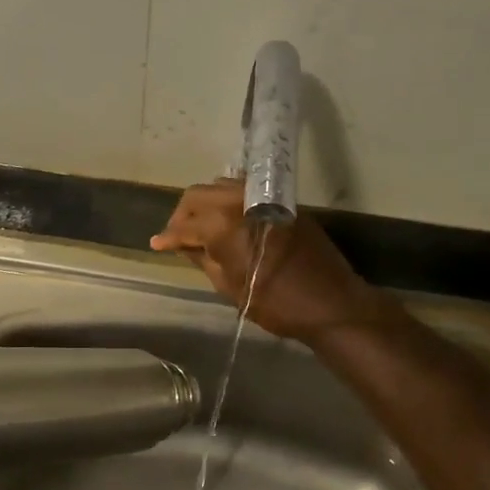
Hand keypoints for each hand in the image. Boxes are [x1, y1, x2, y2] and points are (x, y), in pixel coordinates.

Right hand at [151, 179, 383, 343]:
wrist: (331, 303)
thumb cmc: (276, 304)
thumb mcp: (229, 287)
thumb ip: (203, 259)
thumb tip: (183, 245)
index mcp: (222, 225)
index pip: (185, 226)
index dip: (168, 237)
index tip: (157, 245)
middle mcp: (239, 202)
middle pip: (198, 195)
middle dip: (183, 214)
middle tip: (178, 236)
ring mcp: (262, 198)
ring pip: (221, 186)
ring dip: (206, 203)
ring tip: (201, 227)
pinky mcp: (281, 202)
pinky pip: (245, 191)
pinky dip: (228, 201)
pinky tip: (226, 220)